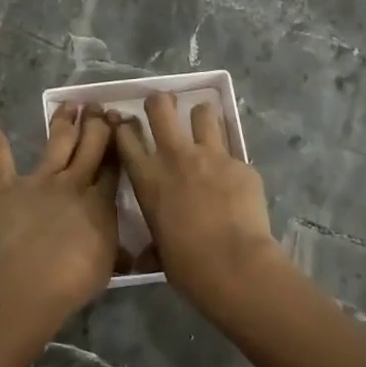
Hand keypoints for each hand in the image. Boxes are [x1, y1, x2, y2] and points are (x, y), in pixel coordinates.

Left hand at [0, 104, 118, 317]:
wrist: (39, 277)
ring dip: (64, 120)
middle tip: (98, 107)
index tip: (122, 125)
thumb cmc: (78, 277)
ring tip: (71, 103)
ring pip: (58, 141)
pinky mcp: (9, 187)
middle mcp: (75, 181)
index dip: (118, 142)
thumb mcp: (109, 264)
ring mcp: (41, 180)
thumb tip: (130, 255)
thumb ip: (117, 251)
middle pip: (90, 143)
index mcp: (102, 200)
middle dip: (96, 122)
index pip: (114, 164)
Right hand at [112, 93, 283, 311]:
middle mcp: (175, 157)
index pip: (126, 135)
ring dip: (202, 119)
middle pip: (161, 106)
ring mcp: (211, 155)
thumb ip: (153, 242)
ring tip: (205, 129)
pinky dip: (231, 163)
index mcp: (148, 178)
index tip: (127, 125)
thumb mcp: (159, 250)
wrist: (234, 264)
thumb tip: (144, 259)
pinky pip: (234, 152)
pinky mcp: (241, 164)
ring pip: (203, 113)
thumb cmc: (187, 265)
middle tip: (165, 107)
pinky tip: (236, 181)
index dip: (124, 126)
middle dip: (161, 102)